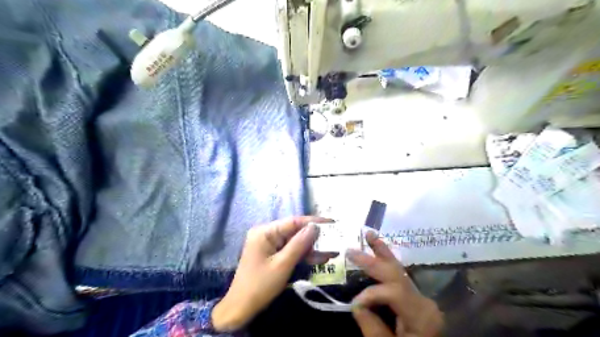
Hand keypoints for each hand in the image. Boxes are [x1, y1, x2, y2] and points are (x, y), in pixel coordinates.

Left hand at [211, 217, 336, 330]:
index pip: (293, 222)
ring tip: (331, 251)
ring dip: (311, 248)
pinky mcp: (272, 254)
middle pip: (295, 231)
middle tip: (334, 240)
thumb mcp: (282, 265)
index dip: (313, 221)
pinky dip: (303, 255)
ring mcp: (269, 245)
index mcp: (265, 232)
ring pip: (295, 242)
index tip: (331, 222)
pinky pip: (290, 251)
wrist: (240, 309)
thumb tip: (315, 227)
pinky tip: (319, 258)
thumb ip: (299, 244)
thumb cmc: (260, 285)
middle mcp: (267, 234)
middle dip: (314, 237)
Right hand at [348, 231, 443, 336]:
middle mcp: (423, 300)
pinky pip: (398, 276)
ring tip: (370, 234)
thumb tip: (356, 305)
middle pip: (396, 274)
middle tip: (351, 250)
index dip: (370, 294)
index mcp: (420, 315)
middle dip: (372, 260)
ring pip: (398, 269)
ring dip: (382, 252)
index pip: (393, 292)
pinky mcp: (415, 298)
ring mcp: (420, 297)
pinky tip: (378, 251)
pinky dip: (386, 262)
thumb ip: (373, 328)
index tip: (354, 306)